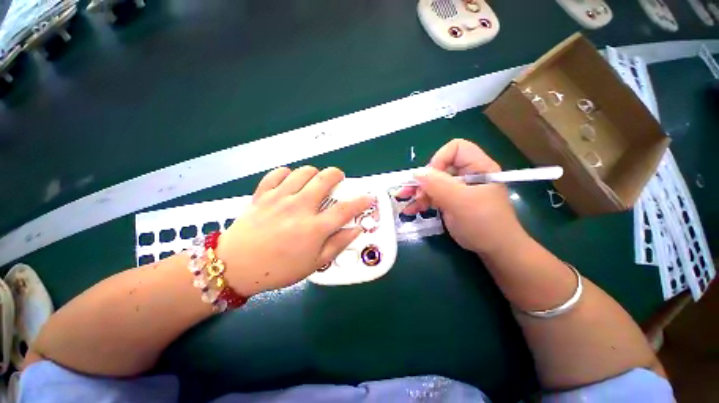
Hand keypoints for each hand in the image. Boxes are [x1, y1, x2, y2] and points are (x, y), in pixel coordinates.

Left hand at [216, 166, 373, 295]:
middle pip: (325, 179)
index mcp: (314, 228)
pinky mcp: (262, 194)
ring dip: (314, 173)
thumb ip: (338, 244)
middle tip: (338, 180)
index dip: (361, 201)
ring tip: (314, 183)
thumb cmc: (278, 269)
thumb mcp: (314, 263)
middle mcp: (299, 208)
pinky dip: (288, 174)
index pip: (345, 209)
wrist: (235, 267)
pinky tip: (290, 183)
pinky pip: (278, 174)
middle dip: (337, 175)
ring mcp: (279, 198)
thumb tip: (356, 230)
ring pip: (304, 171)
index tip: (369, 197)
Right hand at [402, 139, 525, 256]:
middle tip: (410, 192)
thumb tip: (417, 173)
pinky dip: (420, 202)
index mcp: (477, 167)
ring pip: (432, 182)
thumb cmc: (484, 223)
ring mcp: (457, 189)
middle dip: (423, 180)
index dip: (440, 159)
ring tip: (404, 200)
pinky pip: (431, 196)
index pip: (456, 149)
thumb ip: (439, 185)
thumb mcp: (461, 202)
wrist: (494, 250)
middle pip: (439, 167)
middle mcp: (466, 174)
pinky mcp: (450, 201)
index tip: (431, 179)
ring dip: (417, 191)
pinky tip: (410, 209)